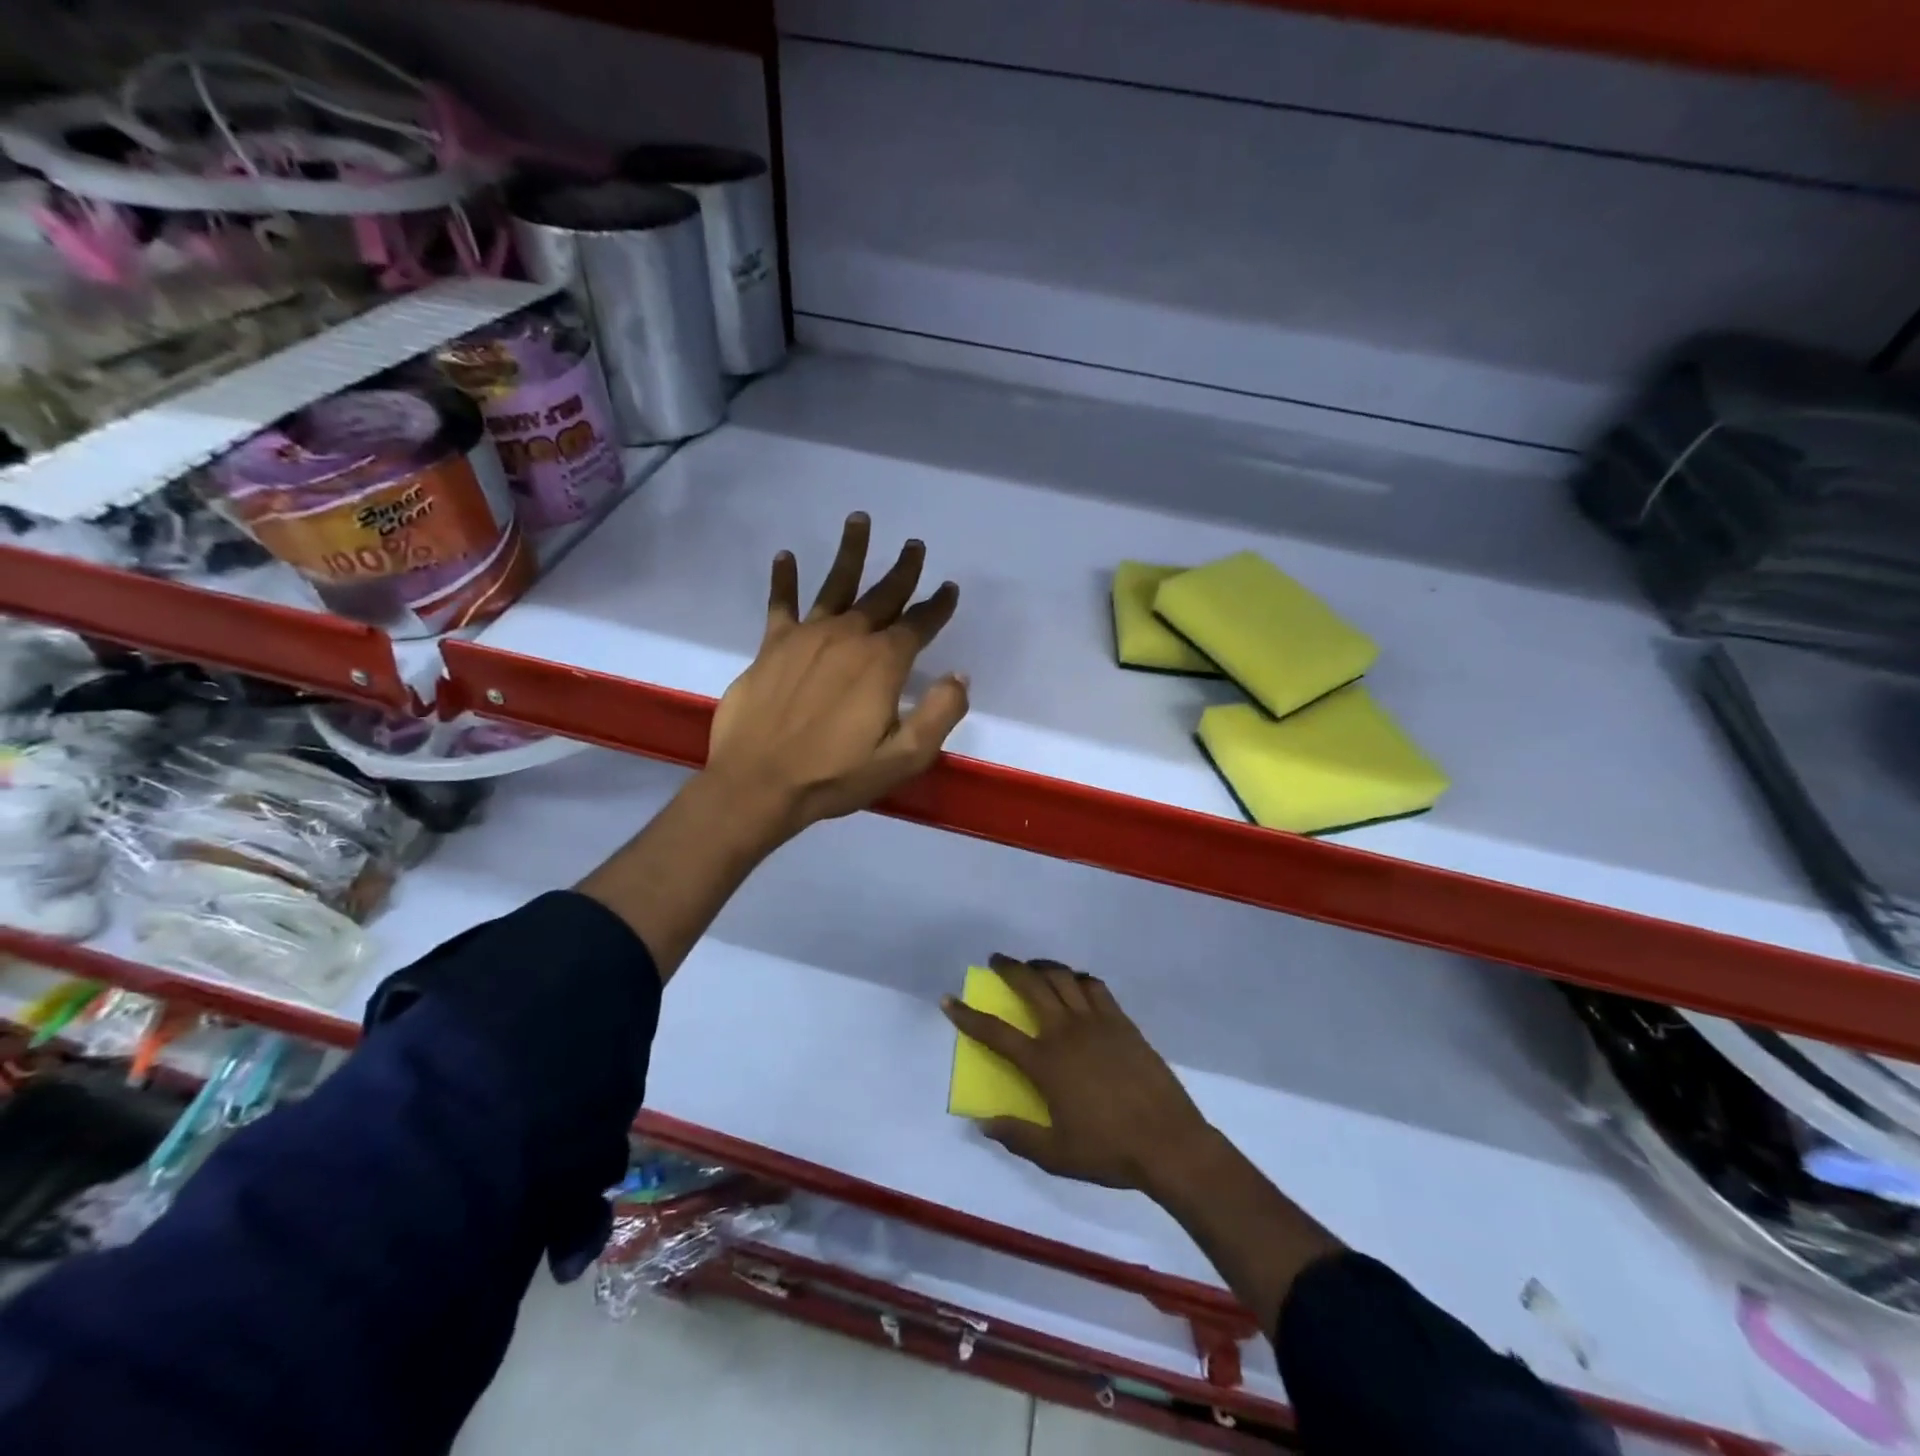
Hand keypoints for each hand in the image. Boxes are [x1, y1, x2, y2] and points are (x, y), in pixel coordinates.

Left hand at [706, 512, 967, 841]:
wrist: (759, 783)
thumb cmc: (835, 775)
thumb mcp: (904, 757)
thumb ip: (940, 713)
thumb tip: (959, 676)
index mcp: (883, 663)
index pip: (919, 625)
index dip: (937, 606)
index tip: (949, 589)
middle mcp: (848, 637)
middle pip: (882, 596)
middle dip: (903, 571)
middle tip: (915, 545)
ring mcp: (807, 637)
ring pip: (835, 584)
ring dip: (851, 552)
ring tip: (859, 519)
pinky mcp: (772, 646)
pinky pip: (781, 604)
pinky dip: (784, 579)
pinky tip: (785, 556)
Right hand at [942, 953, 1212, 1193]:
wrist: (1168, 1142)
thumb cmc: (1109, 1151)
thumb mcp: (1056, 1155)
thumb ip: (1017, 1136)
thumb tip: (983, 1122)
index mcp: (1045, 1062)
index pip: (996, 1032)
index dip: (968, 1016)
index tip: (949, 999)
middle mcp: (1066, 1031)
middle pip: (1031, 985)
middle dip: (1009, 968)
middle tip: (996, 960)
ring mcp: (1097, 1022)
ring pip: (1063, 978)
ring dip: (1043, 966)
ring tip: (1033, 967)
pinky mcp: (1122, 1021)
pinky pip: (1095, 987)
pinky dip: (1079, 979)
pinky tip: (1076, 983)